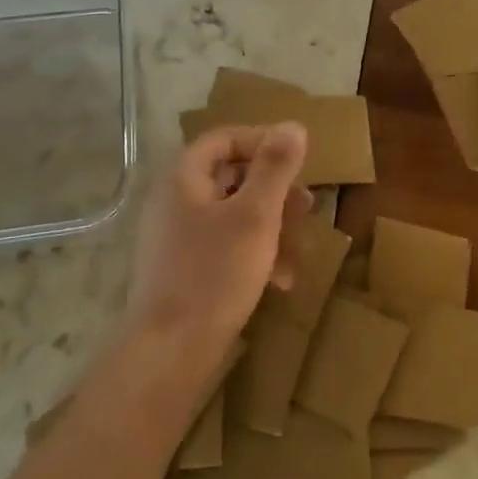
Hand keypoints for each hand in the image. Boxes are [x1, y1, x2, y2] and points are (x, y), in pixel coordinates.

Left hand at [124, 123, 309, 364]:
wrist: (170, 353)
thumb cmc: (215, 273)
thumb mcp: (256, 215)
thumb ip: (275, 167)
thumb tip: (293, 125)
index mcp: (184, 177)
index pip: (225, 138)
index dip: (263, 143)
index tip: (298, 161)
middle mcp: (175, 200)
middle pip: (231, 177)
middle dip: (275, 193)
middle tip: (307, 208)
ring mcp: (177, 237)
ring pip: (233, 215)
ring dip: (271, 228)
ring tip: (299, 251)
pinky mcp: (184, 269)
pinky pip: (224, 246)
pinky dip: (254, 255)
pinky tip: (280, 282)